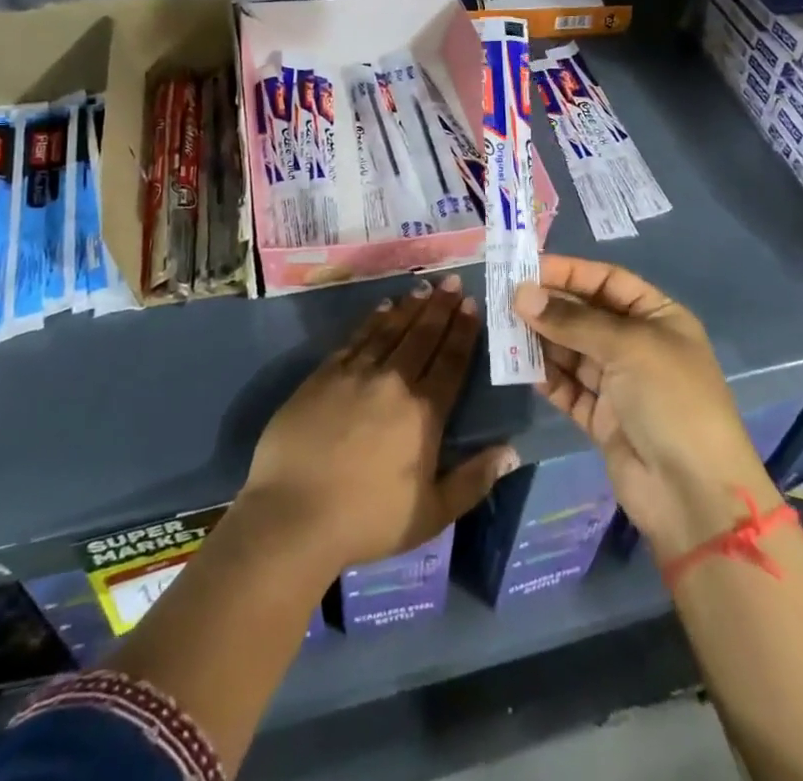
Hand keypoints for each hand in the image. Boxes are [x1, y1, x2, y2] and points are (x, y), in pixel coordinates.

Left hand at [240, 275, 517, 577]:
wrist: (292, 515)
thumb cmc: (366, 521)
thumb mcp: (432, 514)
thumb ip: (472, 481)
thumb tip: (510, 450)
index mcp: (423, 413)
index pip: (450, 362)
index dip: (463, 331)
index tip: (471, 304)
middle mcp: (393, 382)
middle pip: (422, 336)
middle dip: (440, 307)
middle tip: (452, 281)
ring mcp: (356, 374)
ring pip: (390, 330)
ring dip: (410, 307)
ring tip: (423, 287)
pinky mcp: (324, 375)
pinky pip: (356, 338)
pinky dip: (372, 320)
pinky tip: (382, 308)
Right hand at [515, 255, 772, 562]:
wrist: (694, 494)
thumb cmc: (671, 400)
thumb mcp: (627, 346)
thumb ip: (572, 320)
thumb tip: (521, 294)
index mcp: (659, 318)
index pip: (608, 281)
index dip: (570, 272)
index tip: (527, 267)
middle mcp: (639, 345)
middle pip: (586, 315)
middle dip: (549, 306)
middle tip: (506, 298)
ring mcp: (620, 384)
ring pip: (572, 351)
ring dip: (542, 340)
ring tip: (504, 328)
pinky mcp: (602, 419)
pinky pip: (568, 388)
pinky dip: (547, 377)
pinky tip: (521, 366)